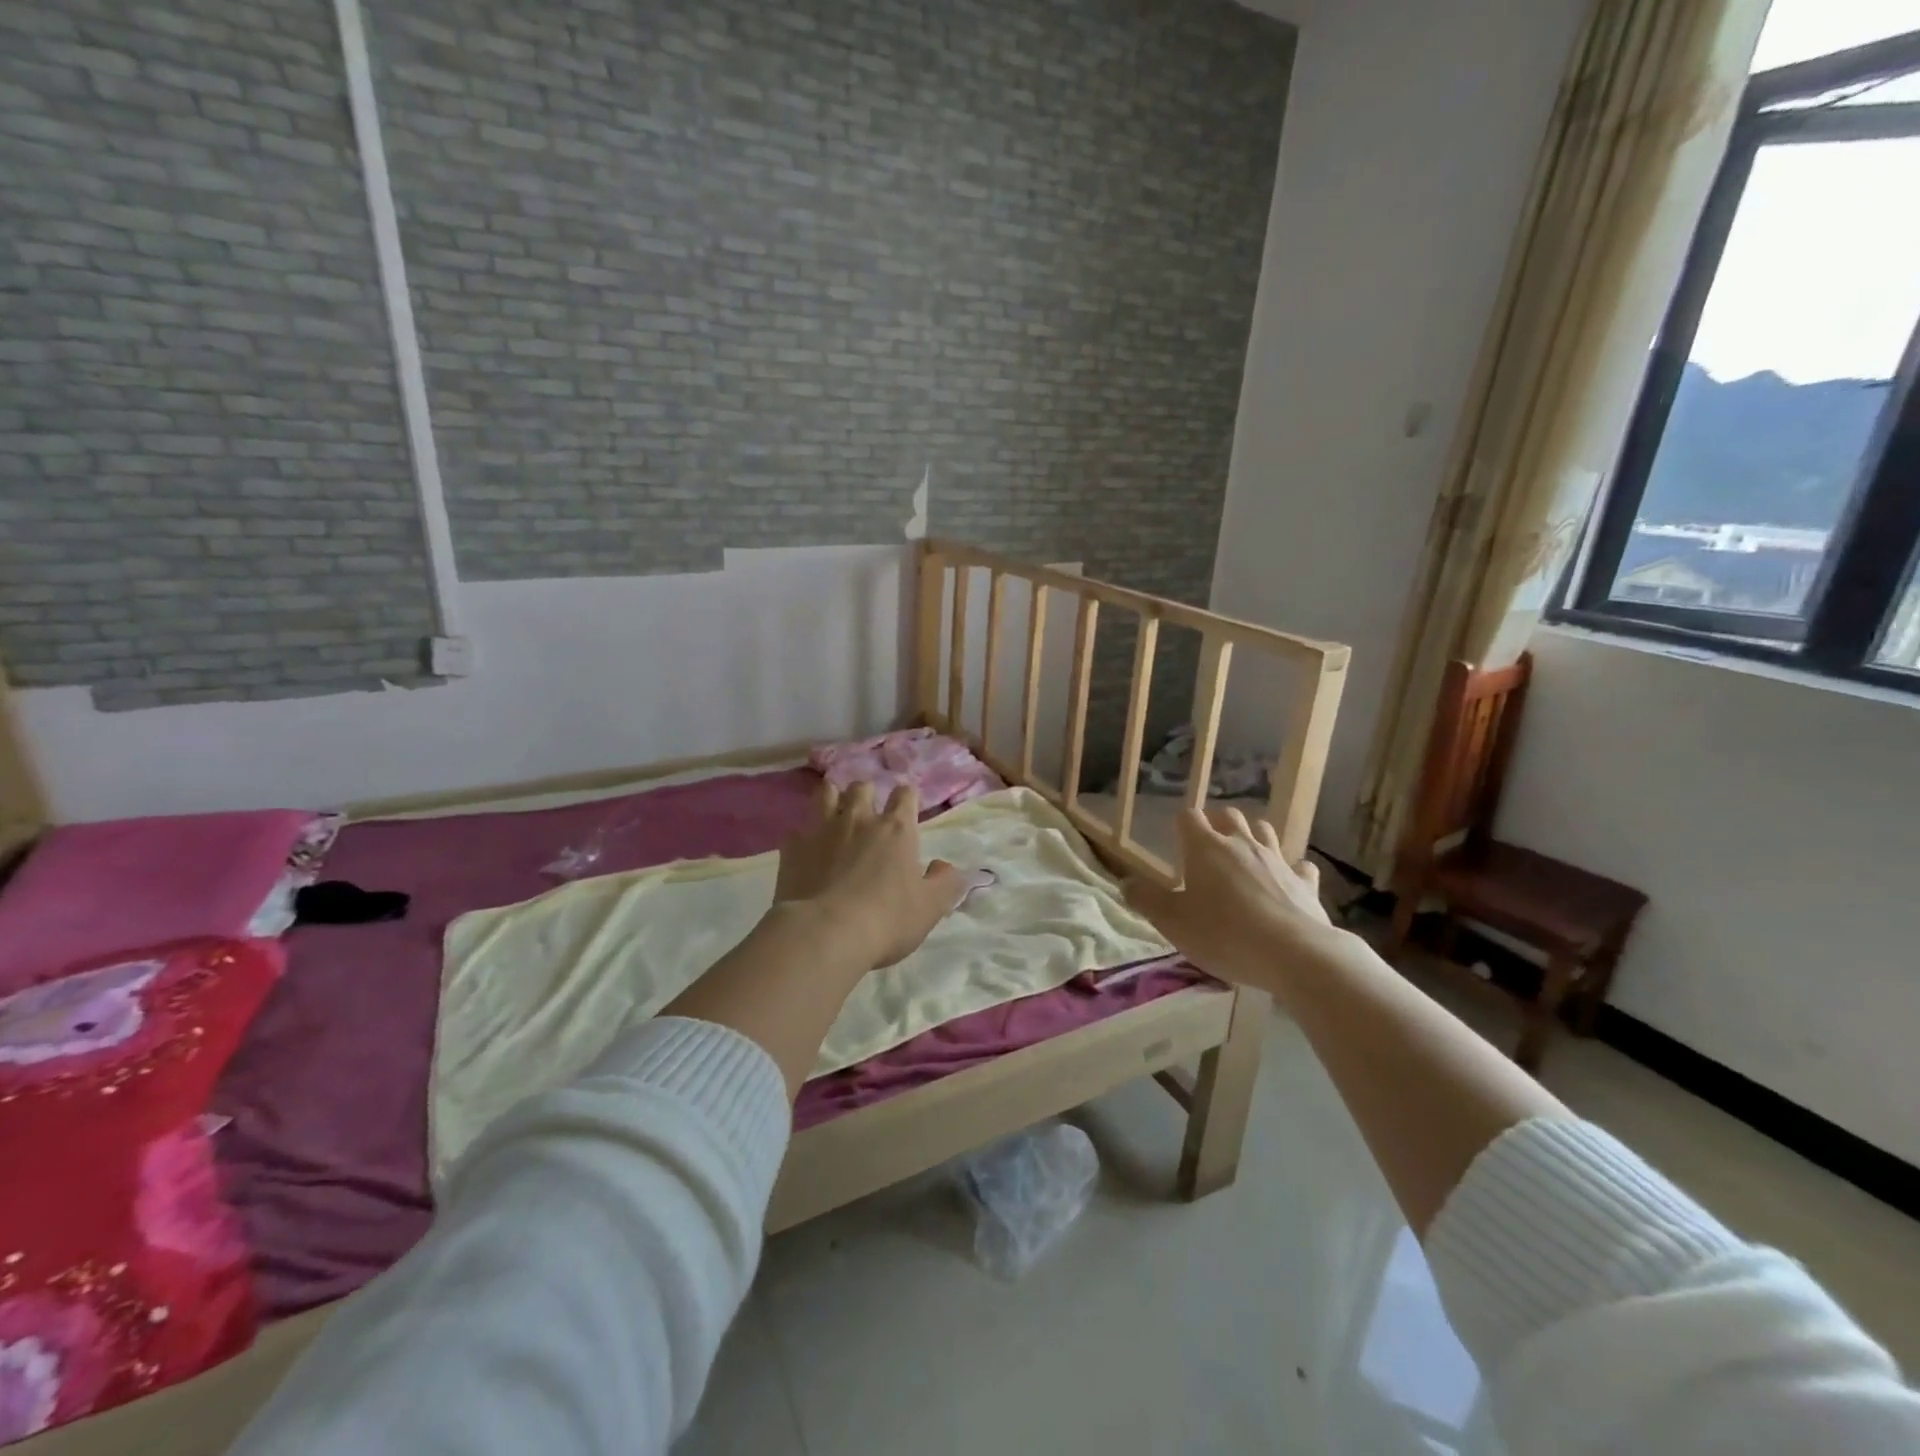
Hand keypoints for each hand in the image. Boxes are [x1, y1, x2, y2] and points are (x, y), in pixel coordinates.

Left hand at [773, 781, 964, 970]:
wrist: (825, 934)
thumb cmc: (887, 919)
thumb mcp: (931, 907)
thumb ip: (945, 882)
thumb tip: (945, 867)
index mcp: (896, 829)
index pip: (905, 795)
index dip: (906, 798)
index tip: (906, 809)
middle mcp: (859, 819)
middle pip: (862, 787)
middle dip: (867, 794)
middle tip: (868, 814)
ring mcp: (822, 830)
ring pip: (826, 794)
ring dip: (832, 799)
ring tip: (835, 815)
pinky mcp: (793, 849)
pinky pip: (797, 831)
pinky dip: (803, 837)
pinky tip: (806, 851)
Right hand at [1123, 806, 1338, 994]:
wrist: (1294, 954)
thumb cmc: (1223, 933)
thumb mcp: (1172, 922)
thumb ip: (1146, 900)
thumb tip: (1125, 883)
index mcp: (1206, 848)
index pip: (1189, 817)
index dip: (1181, 824)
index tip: (1176, 841)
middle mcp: (1242, 844)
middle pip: (1229, 815)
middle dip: (1217, 824)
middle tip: (1208, 847)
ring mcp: (1277, 860)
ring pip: (1265, 831)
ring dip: (1253, 837)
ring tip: (1244, 857)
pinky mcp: (1305, 882)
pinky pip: (1300, 866)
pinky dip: (1292, 870)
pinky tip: (1288, 881)